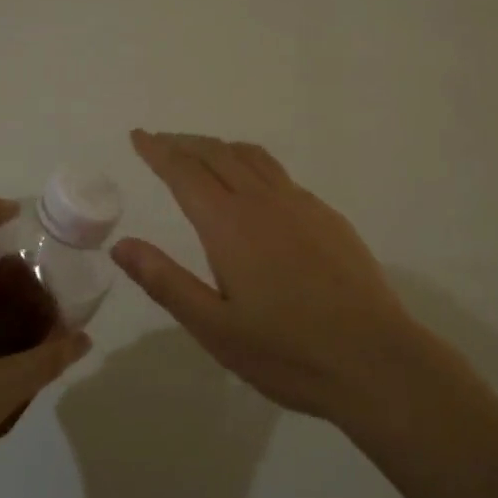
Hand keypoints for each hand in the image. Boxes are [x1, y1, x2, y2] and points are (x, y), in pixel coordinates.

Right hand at [111, 130, 419, 421]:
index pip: (184, 171)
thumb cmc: (287, 351)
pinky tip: (255, 190)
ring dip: (220, 147)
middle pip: (217, 154)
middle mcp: (263, 201)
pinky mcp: (327, 217)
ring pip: (252, 157)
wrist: (376, 361)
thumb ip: (166, 282)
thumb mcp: (214, 328)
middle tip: (161, 143)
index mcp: (229, 224)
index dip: (158, 151)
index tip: (139, 136)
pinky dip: (252, 166)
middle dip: (184, 143)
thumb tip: (121, 245)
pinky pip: (280, 175)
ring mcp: (301, 205)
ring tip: (202, 154)